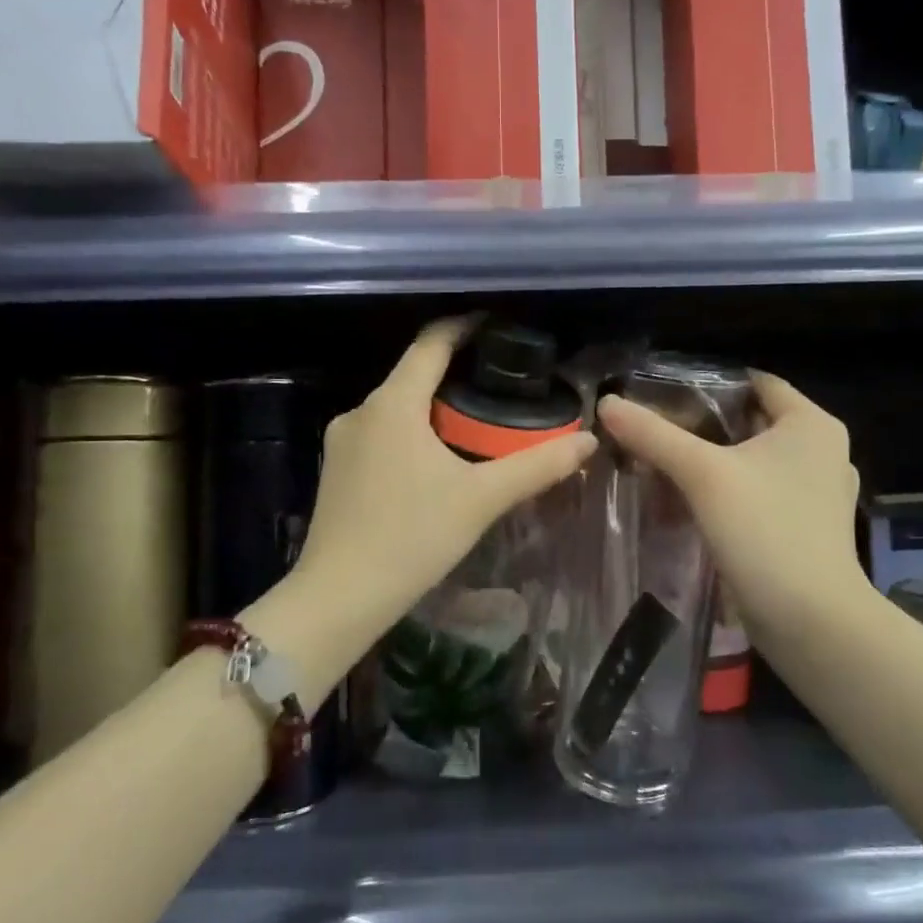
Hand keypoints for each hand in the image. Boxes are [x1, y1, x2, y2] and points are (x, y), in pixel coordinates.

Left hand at [289, 317, 596, 653]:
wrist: (338, 597)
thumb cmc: (412, 538)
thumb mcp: (481, 499)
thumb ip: (536, 466)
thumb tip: (587, 442)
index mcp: (393, 404)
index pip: (431, 343)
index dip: (464, 327)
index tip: (495, 325)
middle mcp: (361, 411)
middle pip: (413, 375)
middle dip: (455, 375)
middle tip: (500, 387)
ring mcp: (341, 442)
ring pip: (396, 408)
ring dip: (432, 409)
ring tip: (475, 427)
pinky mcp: (335, 470)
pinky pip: (380, 434)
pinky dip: (411, 435)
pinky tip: (435, 464)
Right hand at [595, 373, 866, 640]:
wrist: (811, 621)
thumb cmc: (765, 531)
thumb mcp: (703, 475)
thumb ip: (654, 436)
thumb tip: (607, 403)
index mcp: (811, 424)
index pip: (756, 382)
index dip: (710, 383)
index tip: (663, 392)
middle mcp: (823, 451)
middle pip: (752, 422)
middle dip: (703, 425)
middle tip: (654, 429)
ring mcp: (817, 493)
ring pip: (753, 461)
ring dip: (713, 462)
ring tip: (664, 463)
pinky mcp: (806, 528)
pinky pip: (760, 493)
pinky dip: (729, 492)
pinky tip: (691, 502)